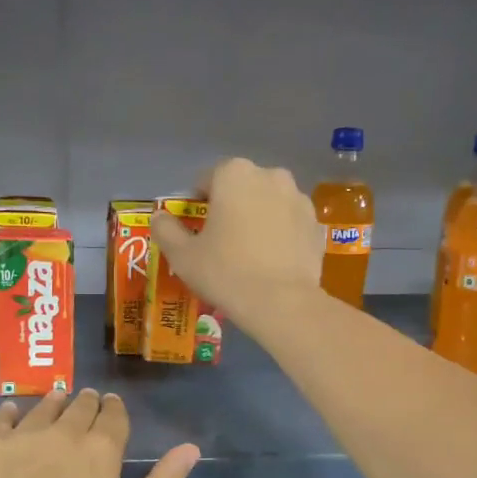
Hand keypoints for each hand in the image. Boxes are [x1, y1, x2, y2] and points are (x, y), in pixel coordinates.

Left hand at [0, 390, 199, 477]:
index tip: (111, 411)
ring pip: (44, 405)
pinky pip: (1, 415)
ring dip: (55, 404)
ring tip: (55, 408)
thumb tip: (191, 448)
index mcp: (102, 449)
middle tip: (85, 412)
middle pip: (80, 404)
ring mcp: (23, 435)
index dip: (114, 410)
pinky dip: (11, 413)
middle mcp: (64, 431)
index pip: (113, 413)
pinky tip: (13, 416)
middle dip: (87, 405)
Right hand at [149, 158, 323, 330]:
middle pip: (241, 188)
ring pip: (268, 204)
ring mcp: (299, 198)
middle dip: (231, 208)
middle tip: (222, 242)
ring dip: (257, 219)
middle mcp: (270, 175)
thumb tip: (159, 217)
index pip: (206, 180)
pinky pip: (289, 224)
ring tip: (250, 254)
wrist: (281, 303)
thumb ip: (166, 230)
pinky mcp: (316, 224)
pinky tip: (272, 262)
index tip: (196, 231)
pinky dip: (280, 235)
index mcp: (234, 174)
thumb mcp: (182, 255)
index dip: (197, 205)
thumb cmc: (225, 272)